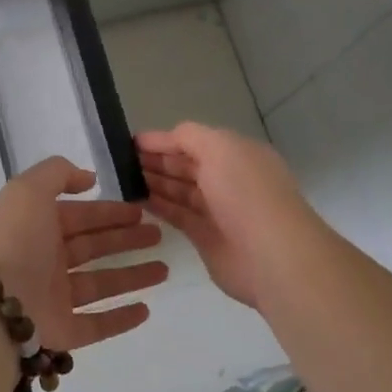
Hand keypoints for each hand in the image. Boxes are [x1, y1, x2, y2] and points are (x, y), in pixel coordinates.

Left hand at [0, 157, 166, 352]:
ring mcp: (54, 298)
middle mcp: (46, 260)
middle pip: (93, 247)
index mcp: (37, 226)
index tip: (140, 211)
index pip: (80, 216)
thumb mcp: (29, 189)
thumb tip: (88, 178)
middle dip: (125, 239)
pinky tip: (146, 309)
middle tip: (159, 235)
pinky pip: (97, 324)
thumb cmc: (16, 240)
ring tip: (164, 269)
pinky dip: (121, 318)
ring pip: (101, 284)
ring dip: (132, 276)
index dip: (109, 211)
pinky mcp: (63, 331)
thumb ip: (58, 173)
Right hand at [137, 123, 319, 308]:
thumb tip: (166, 139)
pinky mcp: (206, 238)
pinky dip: (158, 206)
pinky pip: (178, 216)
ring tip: (122, 178)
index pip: (193, 141)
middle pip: (185, 165)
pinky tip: (137, 199)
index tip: (130, 142)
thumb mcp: (219, 147)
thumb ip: (189, 136)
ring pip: (180, 190)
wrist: (272, 255)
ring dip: (154, 182)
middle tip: (119, 161)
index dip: (164, 140)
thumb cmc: (246, 193)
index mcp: (236, 154)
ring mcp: (218, 210)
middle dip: (156, 161)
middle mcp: (228, 179)